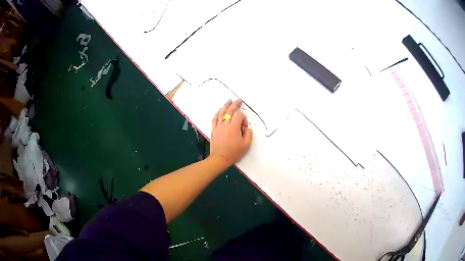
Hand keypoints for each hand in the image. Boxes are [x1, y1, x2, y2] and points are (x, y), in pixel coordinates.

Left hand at [209, 99, 252, 167]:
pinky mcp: (214, 129)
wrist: (220, 158)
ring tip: (229, 101)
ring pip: (221, 113)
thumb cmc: (234, 152)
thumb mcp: (246, 144)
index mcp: (233, 127)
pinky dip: (218, 113)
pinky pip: (215, 118)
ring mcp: (218, 126)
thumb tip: (246, 128)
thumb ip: (248, 134)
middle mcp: (225, 124)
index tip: (244, 127)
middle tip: (239, 100)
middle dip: (235, 104)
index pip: (239, 115)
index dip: (244, 118)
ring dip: (226, 106)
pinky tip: (220, 111)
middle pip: (230, 110)